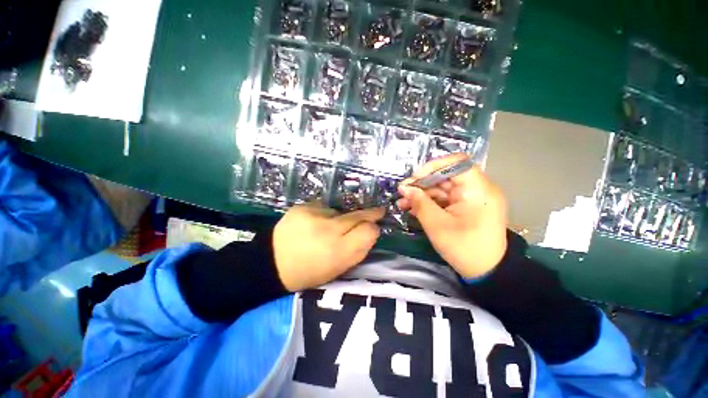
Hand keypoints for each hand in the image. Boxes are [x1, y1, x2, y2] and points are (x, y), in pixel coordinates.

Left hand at [273, 203, 384, 290]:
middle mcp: (329, 230)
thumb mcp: (338, 269)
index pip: (368, 231)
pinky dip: (324, 214)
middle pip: (358, 216)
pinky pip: (324, 207)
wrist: (272, 262)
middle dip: (370, 214)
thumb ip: (358, 250)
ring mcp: (315, 215)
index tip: (375, 226)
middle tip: (377, 211)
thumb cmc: (308, 272)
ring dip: (340, 218)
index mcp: (338, 252)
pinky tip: (314, 223)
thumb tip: (372, 232)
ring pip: (341, 211)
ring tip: (327, 228)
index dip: (374, 229)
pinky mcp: (303, 206)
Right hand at [397, 153, 507, 278]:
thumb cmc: (464, 248)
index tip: (414, 178)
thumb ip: (420, 203)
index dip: (433, 166)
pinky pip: (445, 199)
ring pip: (443, 188)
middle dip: (422, 183)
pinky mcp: (466, 207)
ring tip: (402, 203)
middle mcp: (477, 189)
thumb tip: (405, 188)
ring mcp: (472, 198)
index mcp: (478, 189)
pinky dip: (430, 203)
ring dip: (422, 195)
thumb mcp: (437, 225)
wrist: (487, 272)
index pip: (457, 162)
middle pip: (446, 176)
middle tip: (402, 193)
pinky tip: (413, 209)